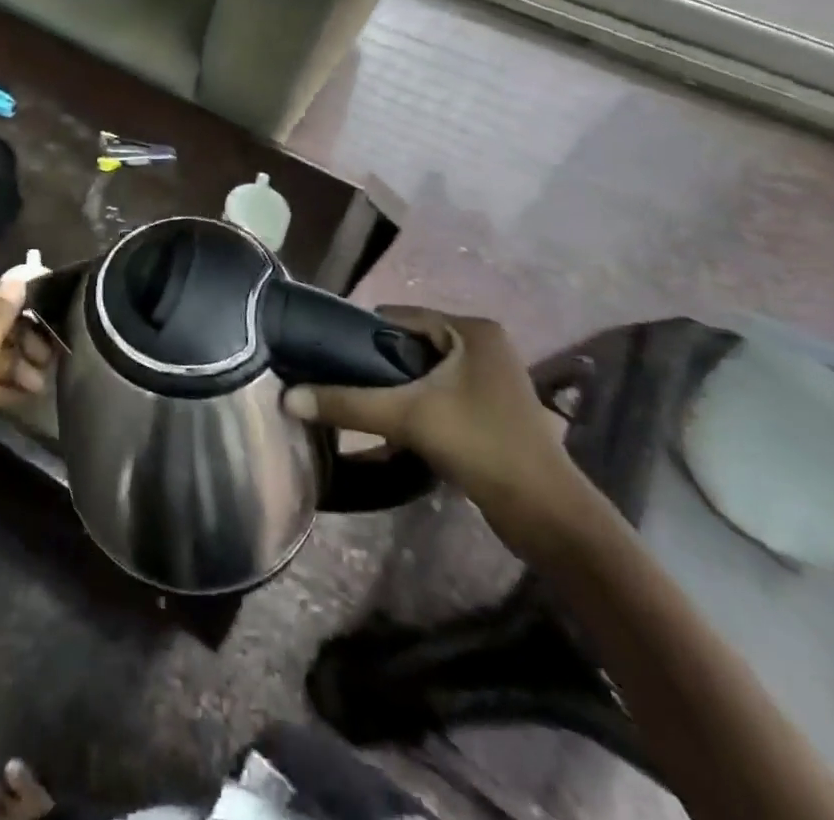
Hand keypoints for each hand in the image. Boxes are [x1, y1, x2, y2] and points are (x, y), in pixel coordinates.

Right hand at [281, 308, 580, 549]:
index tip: (327, 358)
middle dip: (375, 367)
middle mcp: (482, 344)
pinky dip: (415, 407)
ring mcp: (489, 377)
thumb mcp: (407, 418)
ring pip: (422, 373)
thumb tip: (286, 398)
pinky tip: (390, 429)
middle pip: (408, 346)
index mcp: (471, 329)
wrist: (548, 516)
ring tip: (359, 407)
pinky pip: (438, 395)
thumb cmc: (481, 446)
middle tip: (340, 386)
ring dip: (393, 390)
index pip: (397, 317)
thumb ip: (346, 404)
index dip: (359, 336)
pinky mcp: (490, 408)